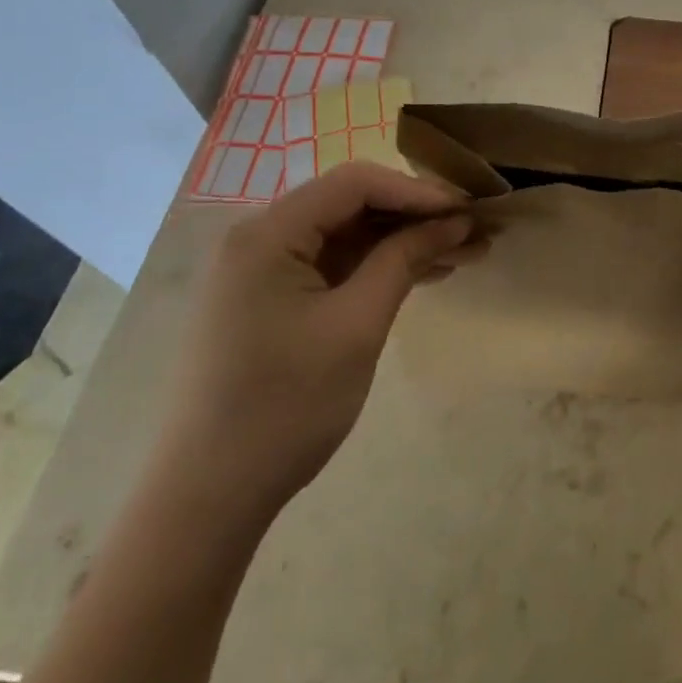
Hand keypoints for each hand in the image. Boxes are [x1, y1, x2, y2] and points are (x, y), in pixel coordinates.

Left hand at [159, 163, 477, 524]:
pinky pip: (331, 265)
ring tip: (464, 253)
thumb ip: (404, 260)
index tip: (469, 210)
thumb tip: (455, 220)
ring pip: (345, 235)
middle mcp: (259, 238)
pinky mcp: (268, 300)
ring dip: (402, 241)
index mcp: (268, 233)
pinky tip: (422, 275)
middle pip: (350, 204)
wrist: (207, 499)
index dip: (418, 191)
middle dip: (415, 215)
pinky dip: (376, 267)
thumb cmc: (285, 407)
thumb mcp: (357, 326)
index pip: (355, 183)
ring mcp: (261, 270)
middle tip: (474, 230)